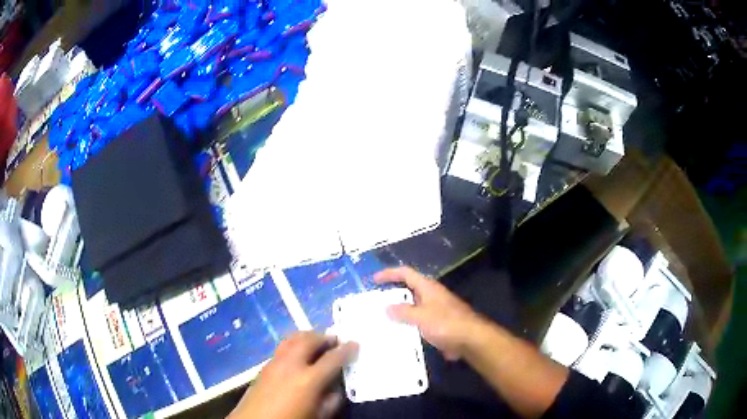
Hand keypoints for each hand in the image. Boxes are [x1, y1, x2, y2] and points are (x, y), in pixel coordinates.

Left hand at [229, 332, 357, 418]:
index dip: (347, 350)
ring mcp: (275, 362)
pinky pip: (283, 347)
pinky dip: (295, 344)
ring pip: (293, 338)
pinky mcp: (264, 365)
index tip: (355, 344)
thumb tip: (336, 388)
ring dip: (308, 337)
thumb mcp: (318, 416)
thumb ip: (331, 401)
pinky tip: (298, 355)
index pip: (333, 358)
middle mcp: (291, 364)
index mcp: (308, 380)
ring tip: (317, 342)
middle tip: (335, 340)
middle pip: (310, 340)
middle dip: (325, 337)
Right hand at [375, 266, 483, 360]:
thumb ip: (403, 312)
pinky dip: (406, 324)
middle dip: (391, 293)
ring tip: (380, 318)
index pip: (406, 273)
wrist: (470, 340)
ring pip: (412, 306)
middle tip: (374, 301)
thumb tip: (386, 307)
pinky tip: (396, 333)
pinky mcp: (437, 324)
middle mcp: (431, 296)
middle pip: (408, 289)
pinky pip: (417, 321)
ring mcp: (435, 310)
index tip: (373, 280)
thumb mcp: (421, 316)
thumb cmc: (446, 324)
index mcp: (428, 288)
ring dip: (398, 311)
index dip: (389, 273)